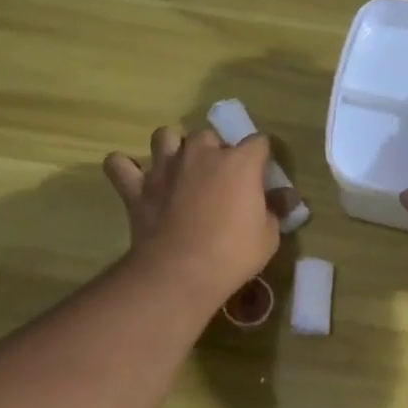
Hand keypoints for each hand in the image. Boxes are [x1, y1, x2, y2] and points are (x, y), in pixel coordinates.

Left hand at [104, 128, 279, 311]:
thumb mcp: (269, 236)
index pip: (258, 142)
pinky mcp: (137, 187)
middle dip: (214, 150)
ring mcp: (165, 167)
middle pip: (208, 135)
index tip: (261, 175)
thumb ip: (276, 210)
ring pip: (164, 136)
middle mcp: (201, 154)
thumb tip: (287, 197)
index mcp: (239, 162)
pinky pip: (119, 164)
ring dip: (172, 147)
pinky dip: (125, 169)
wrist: (181, 272)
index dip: (261, 157)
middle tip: (218, 177)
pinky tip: (134, 179)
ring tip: (178, 168)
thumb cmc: (233, 253)